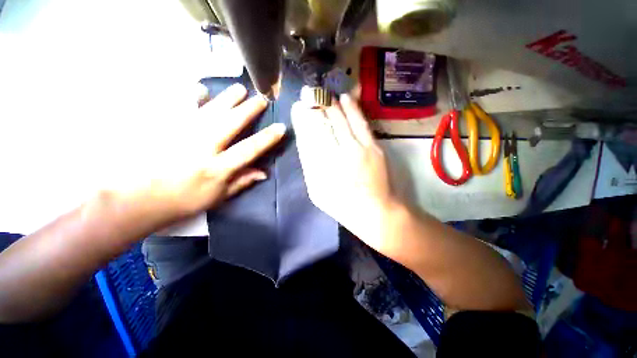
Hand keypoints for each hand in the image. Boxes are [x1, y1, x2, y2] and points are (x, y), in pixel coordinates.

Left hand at [108, 83, 285, 229]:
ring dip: (227, 98)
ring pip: (210, 109)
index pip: (249, 149)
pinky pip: (179, 105)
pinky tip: (200, 89)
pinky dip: (191, 96)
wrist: (135, 198)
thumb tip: (264, 173)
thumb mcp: (217, 197)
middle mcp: (202, 147)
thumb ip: (242, 182)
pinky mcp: (162, 127)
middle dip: (250, 109)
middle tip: (261, 98)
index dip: (268, 138)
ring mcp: (180, 133)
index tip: (281, 127)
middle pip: (231, 122)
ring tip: (240, 89)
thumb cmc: (182, 201)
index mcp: (217, 168)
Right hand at [291, 94, 399, 251]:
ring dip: (331, 105)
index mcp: (319, 170)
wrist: (374, 210)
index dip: (302, 120)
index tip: (298, 108)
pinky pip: (360, 123)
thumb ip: (310, 169)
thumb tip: (306, 145)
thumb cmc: (342, 205)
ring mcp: (356, 150)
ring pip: (341, 120)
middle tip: (309, 92)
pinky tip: (345, 98)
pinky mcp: (373, 147)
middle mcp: (335, 156)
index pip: (307, 137)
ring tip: (324, 94)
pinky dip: (352, 108)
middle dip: (315, 106)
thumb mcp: (317, 192)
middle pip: (323, 125)